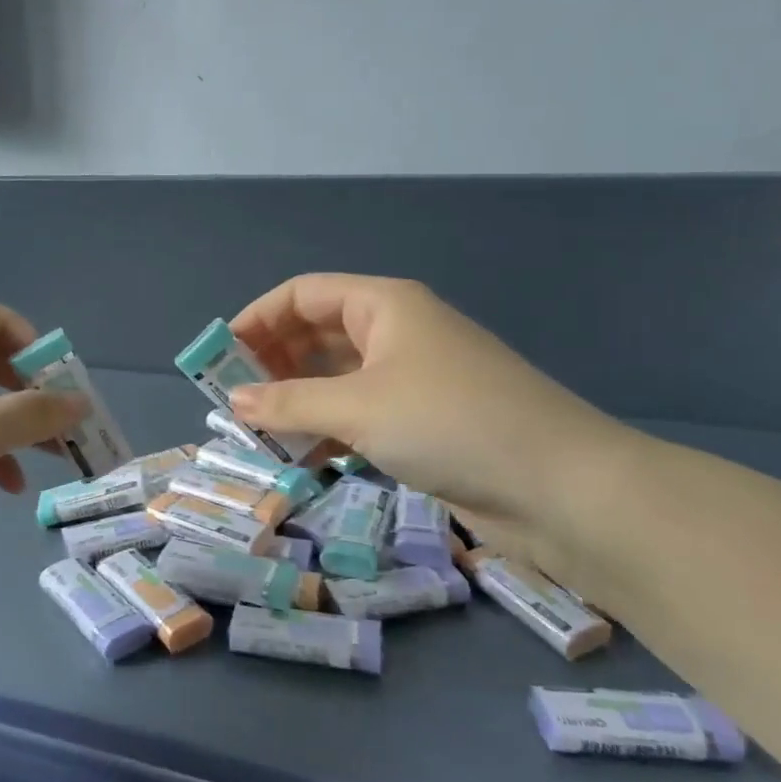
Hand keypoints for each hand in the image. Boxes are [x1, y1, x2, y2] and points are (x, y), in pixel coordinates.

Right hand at [228, 275, 637, 571]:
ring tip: (258, 430)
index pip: (303, 294)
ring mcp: (412, 378)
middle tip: (233, 398)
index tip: (220, 355)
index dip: (257, 318)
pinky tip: (302, 456)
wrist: (560, 487)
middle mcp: (396, 333)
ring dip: (297, 399)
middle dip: (273, 361)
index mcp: (384, 305)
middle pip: (317, 333)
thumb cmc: (450, 422)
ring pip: (336, 378)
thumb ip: (289, 402)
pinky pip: (359, 413)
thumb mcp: (358, 407)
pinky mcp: (424, 422)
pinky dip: (327, 428)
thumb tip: (234, 401)